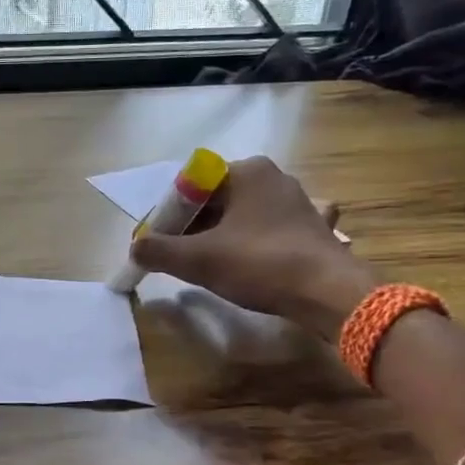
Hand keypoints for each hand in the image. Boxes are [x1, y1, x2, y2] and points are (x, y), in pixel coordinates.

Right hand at [128, 156, 375, 336]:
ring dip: (220, 236)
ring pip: (242, 215)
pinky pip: (270, 229)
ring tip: (207, 264)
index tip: (158, 243)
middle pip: (216, 200)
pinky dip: (254, 242)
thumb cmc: (260, 264)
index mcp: (246, 171)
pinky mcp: (313, 225)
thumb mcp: (198, 259)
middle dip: (192, 227)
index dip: (168, 216)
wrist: (329, 293)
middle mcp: (272, 176)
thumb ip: (159, 251)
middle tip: (177, 257)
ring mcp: (297, 200)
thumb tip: (135, 249)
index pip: (190, 186)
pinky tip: (251, 259)